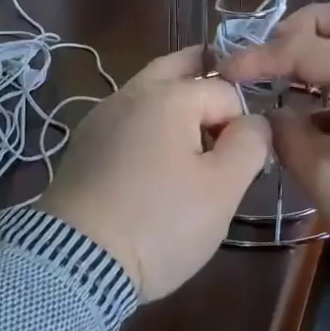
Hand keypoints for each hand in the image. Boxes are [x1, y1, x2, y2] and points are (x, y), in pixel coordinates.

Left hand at [38, 46, 270, 300]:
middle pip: (177, 68)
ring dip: (174, 100)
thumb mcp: (222, 189)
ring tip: (195, 133)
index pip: (225, 92)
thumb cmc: (160, 222)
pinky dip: (147, 124)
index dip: (242, 122)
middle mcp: (132, 94)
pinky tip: (154, 154)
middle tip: (225, 104)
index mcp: (170, 96)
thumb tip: (254, 122)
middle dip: (205, 76)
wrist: (76, 262)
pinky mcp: (84, 145)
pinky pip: (127, 119)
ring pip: (148, 92)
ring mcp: (101, 117)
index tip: (243, 159)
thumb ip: (250, 143)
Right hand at [220, 2, 329, 285]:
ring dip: (325, 50)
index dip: (261, 56)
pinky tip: (312, 112)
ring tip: (288, 80)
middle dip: (308, 27)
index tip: (227, 70)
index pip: (306, 48)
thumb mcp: (323, 176)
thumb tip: (272, 115)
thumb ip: (287, 134)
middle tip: (277, 55)